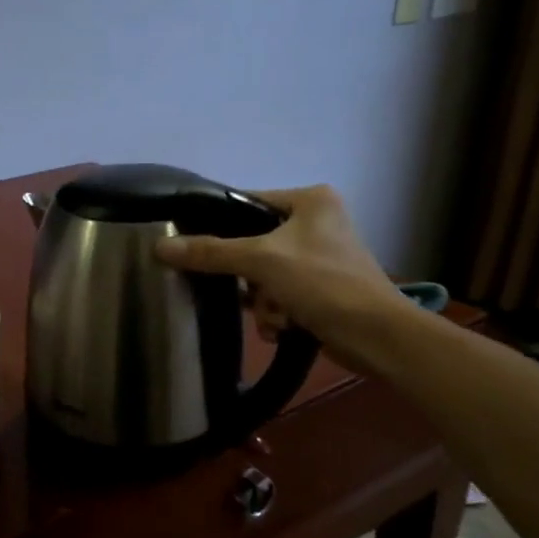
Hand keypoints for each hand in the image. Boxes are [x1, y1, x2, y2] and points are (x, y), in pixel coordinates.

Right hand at [155, 185, 412, 371]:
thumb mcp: (262, 261)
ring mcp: (320, 257)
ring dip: (263, 301)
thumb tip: (160, 247)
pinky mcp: (322, 289)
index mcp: (310, 200)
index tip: (198, 249)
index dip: (221, 226)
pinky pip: (280, 294)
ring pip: (263, 275)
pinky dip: (277, 312)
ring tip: (276, 314)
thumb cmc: (324, 283)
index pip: (247, 203)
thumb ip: (211, 252)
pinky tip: (285, 326)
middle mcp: (316, 222)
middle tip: (249, 291)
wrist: (378, 337)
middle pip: (252, 244)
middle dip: (249, 278)